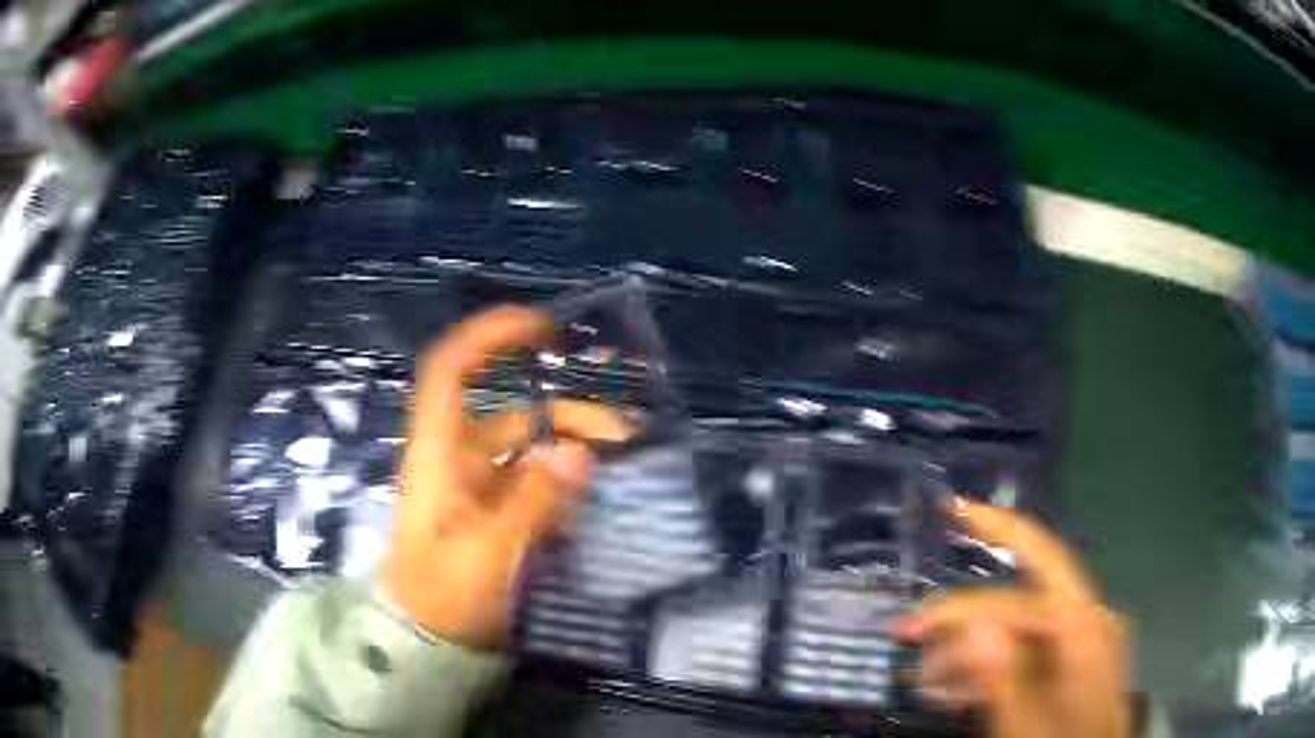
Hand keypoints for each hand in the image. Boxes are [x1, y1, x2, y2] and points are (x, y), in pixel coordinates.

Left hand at [382, 306, 631, 649]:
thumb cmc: (442, 596)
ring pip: (527, 449)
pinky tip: (595, 492)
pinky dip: (563, 479)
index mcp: (437, 453)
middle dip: (566, 410)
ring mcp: (475, 489)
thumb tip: (581, 452)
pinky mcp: (492, 516)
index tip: (544, 329)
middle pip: (510, 413)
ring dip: (571, 445)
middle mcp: (456, 460)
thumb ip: (534, 501)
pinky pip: (532, 483)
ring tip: (622, 458)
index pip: (450, 370)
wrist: (424, 646)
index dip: (489, 336)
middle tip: (623, 429)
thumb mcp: (488, 551)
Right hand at [892, 498, 1130, 737]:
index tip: (943, 540)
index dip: (984, 555)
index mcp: (1084, 626)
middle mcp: (1088, 618)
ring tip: (927, 677)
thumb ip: (1003, 676)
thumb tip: (974, 623)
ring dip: (970, 646)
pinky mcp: (1074, 657)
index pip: (1028, 577)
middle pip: (1021, 592)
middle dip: (963, 609)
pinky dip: (990, 663)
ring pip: (1019, 623)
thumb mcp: (1025, 724)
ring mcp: (1083, 637)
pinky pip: (1027, 646)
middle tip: (908, 626)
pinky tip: (958, 686)